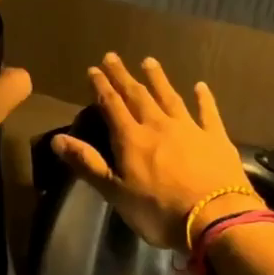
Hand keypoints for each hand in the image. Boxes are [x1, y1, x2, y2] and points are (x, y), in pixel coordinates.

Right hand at [51, 54, 259, 249]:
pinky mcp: (216, 138)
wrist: (214, 217)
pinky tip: (200, 86)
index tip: (93, 70)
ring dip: (158, 79)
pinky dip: (203, 98)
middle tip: (113, 57)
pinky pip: (208, 112)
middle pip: (138, 95)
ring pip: (170, 97)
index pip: (112, 106)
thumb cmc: (158, 211)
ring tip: (149, 61)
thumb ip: (87, 164)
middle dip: (123, 76)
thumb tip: (57, 139)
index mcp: (132, 139)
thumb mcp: (115, 192)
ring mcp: (190, 129)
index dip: (101, 87)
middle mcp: (159, 125)